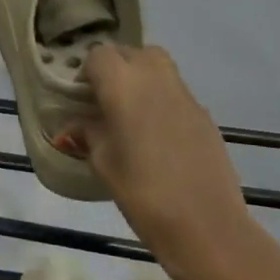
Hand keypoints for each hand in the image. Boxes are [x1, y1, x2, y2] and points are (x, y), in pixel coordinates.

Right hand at [79, 44, 254, 279]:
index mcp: (123, 85)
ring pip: (158, 67)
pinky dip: (161, 101)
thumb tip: (72, 127)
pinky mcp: (205, 115)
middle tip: (104, 101)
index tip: (81, 99)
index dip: (87, 72)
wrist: (207, 226)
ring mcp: (185, 95)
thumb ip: (88, 136)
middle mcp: (156, 78)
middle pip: (132, 52)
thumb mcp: (104, 164)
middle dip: (116, 68)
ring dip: (141, 79)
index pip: (99, 55)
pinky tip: (157, 137)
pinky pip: (176, 93)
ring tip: (130, 115)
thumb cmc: (143, 193)